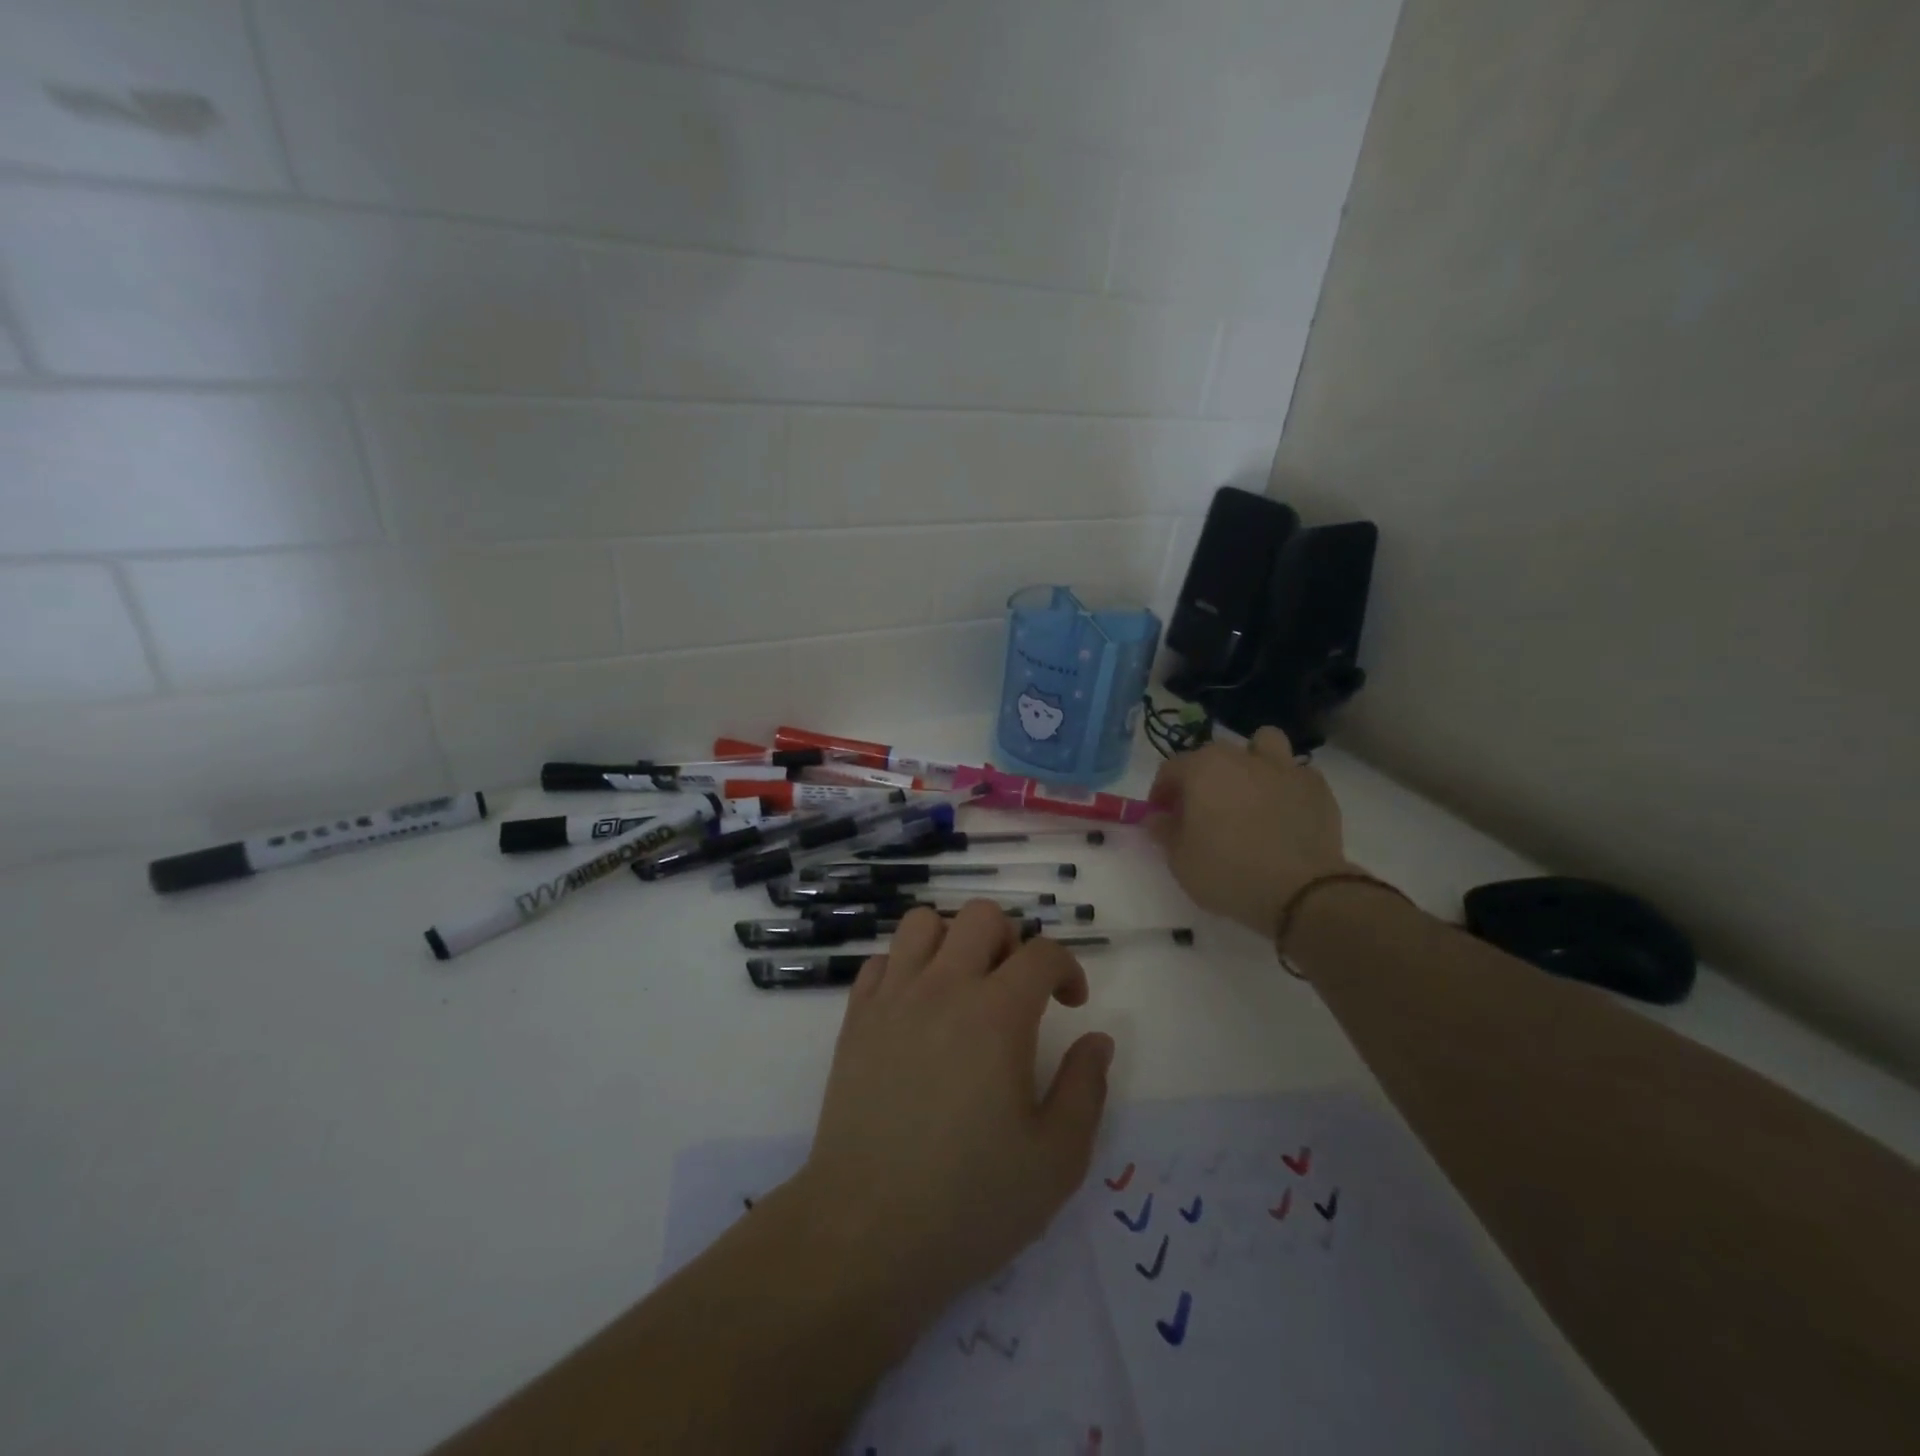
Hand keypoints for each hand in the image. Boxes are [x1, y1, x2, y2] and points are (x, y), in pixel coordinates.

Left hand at [789, 902, 1113, 1322]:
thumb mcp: (1056, 1160)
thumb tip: (1097, 1040)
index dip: (1067, 968)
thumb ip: (1086, 1089)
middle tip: (1016, 990)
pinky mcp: (855, 1019)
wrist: (866, 1232)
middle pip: (981, 916)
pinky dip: (906, 968)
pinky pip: (881, 960)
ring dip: (953, 941)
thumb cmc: (970, 1201)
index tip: (1072, 1003)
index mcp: (998, 1014)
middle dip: (1011, 940)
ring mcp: (893, 998)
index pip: (1042, 952)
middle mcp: (944, 988)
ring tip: (964, 987)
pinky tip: (916, 1010)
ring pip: (923, 922)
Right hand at [1148, 726, 1353, 937]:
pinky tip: (1284, 812)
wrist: (1301, 892)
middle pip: (1214, 754)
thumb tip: (1157, 817)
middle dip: (1203, 776)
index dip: (1162, 792)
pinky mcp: (1317, 788)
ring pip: (1263, 744)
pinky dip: (1286, 786)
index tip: (1163, 816)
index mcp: (1202, 769)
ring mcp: (1284, 768)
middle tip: (1203, 810)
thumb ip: (1164, 832)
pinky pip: (1296, 774)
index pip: (1171, 768)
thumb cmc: (1228, 873)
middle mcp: (1242, 758)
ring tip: (1249, 792)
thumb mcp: (1180, 861)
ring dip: (1252, 761)